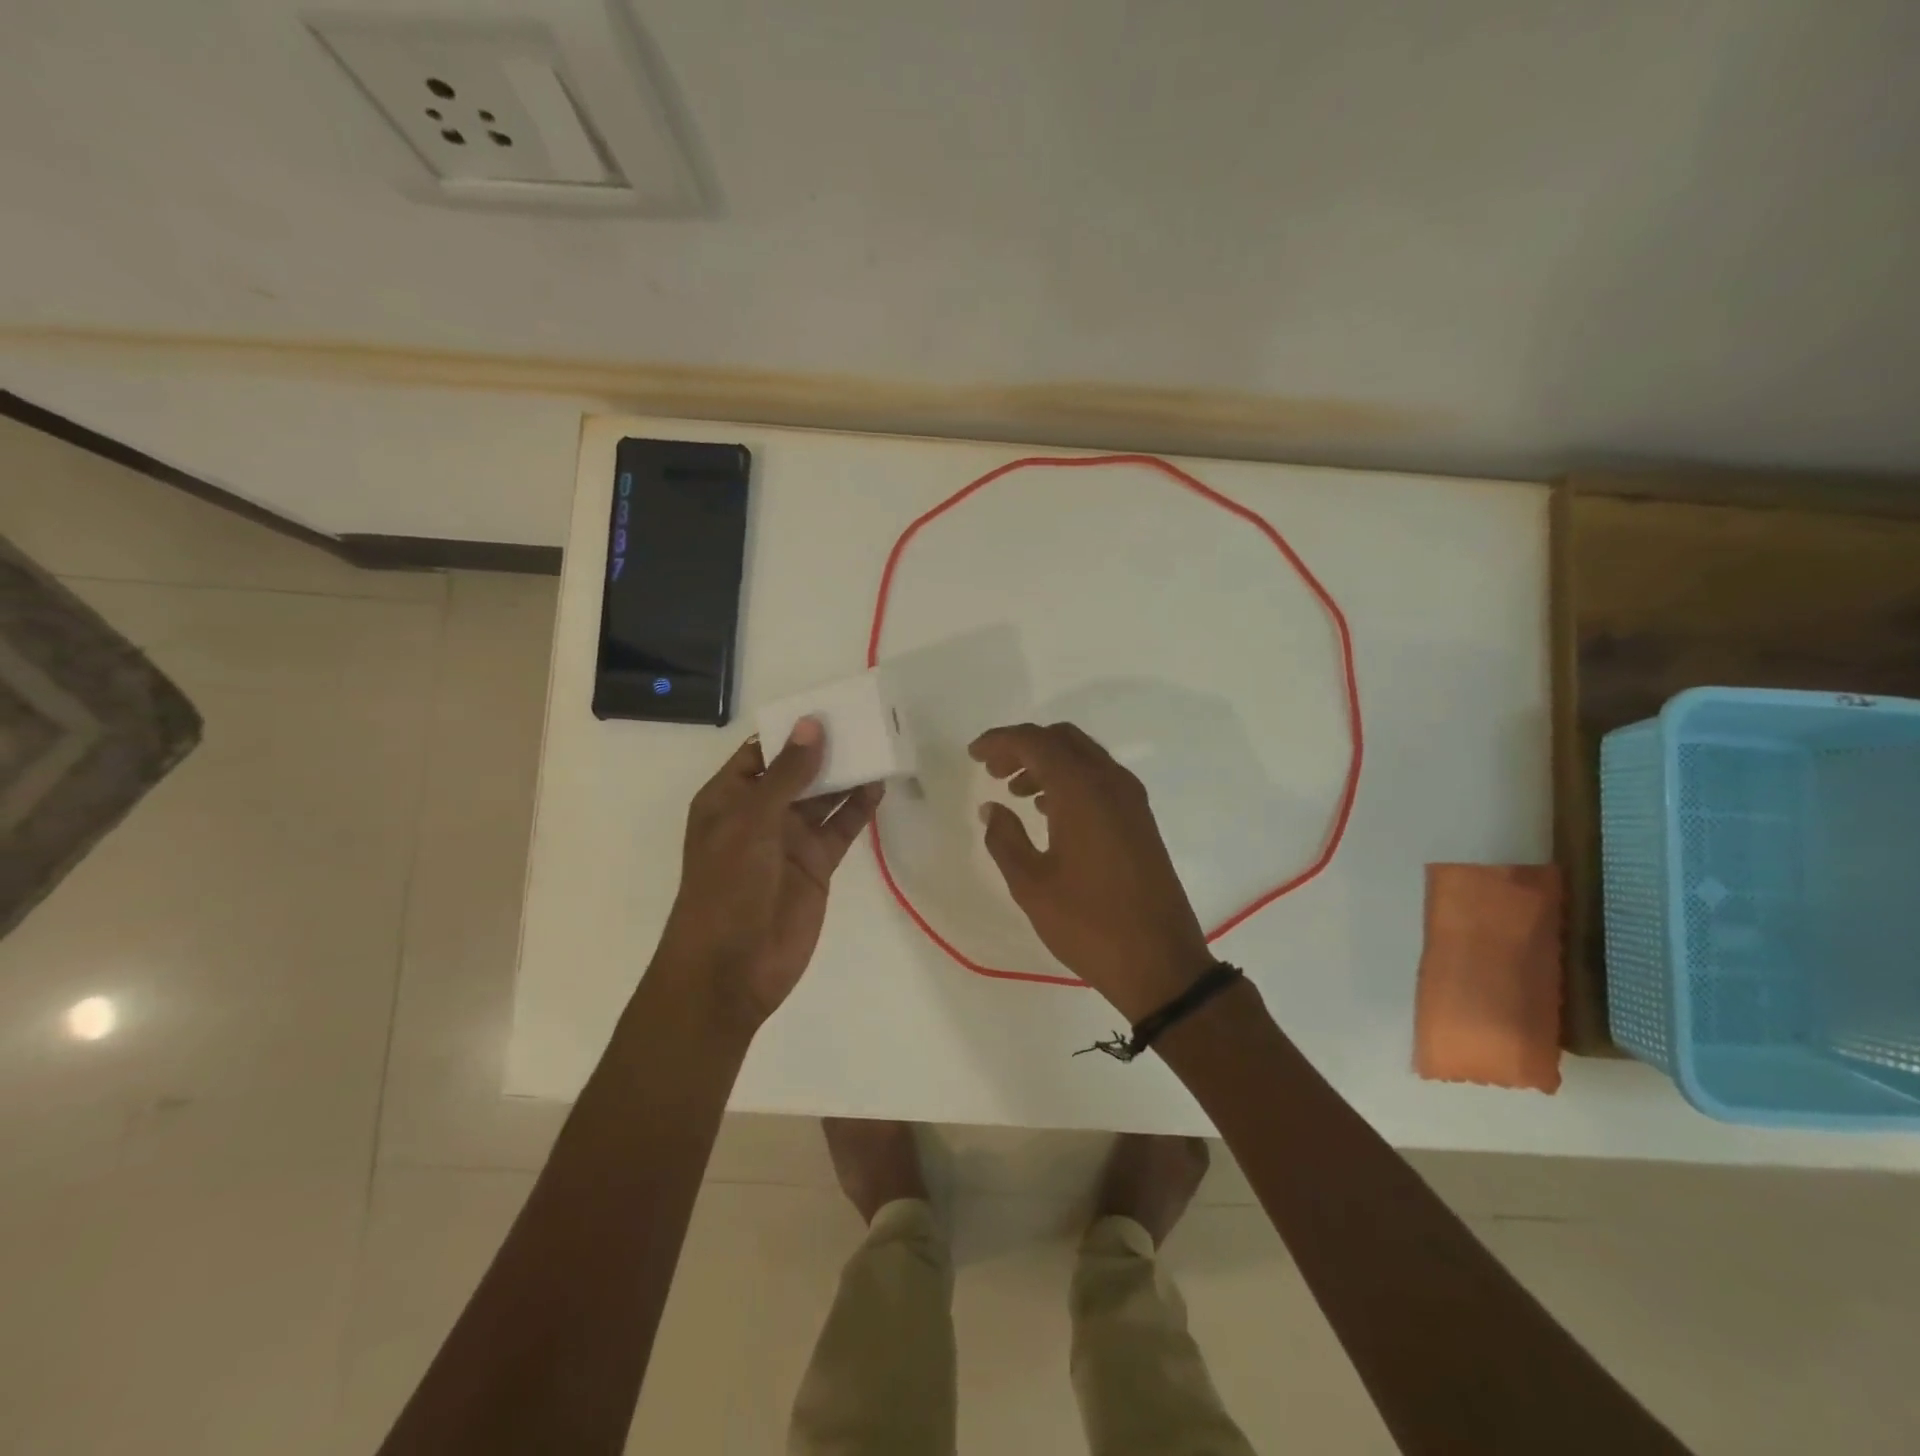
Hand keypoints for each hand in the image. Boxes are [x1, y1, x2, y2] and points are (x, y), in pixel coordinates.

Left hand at [657, 718, 883, 1031]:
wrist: (732, 968)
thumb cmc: (728, 886)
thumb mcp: (752, 821)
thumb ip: (787, 774)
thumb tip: (813, 725)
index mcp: (728, 798)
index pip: (760, 753)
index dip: (791, 730)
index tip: (828, 706)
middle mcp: (759, 814)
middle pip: (797, 771)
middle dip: (826, 748)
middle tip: (864, 719)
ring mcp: (790, 840)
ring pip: (824, 797)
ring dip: (847, 775)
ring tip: (878, 745)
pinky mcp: (817, 865)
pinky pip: (841, 828)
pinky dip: (859, 808)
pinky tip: (879, 786)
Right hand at [970, 722, 1214, 1021]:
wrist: (1160, 962)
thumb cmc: (1088, 923)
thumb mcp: (1032, 884)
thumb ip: (1005, 838)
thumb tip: (992, 808)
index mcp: (1082, 790)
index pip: (1035, 742)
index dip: (1000, 741)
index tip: (974, 755)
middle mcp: (1110, 782)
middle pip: (1062, 739)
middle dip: (1024, 746)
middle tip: (993, 771)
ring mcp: (1131, 800)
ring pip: (1083, 757)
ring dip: (1047, 763)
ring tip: (1015, 792)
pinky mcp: (1140, 819)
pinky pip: (1100, 779)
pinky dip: (1070, 780)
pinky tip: (1048, 810)